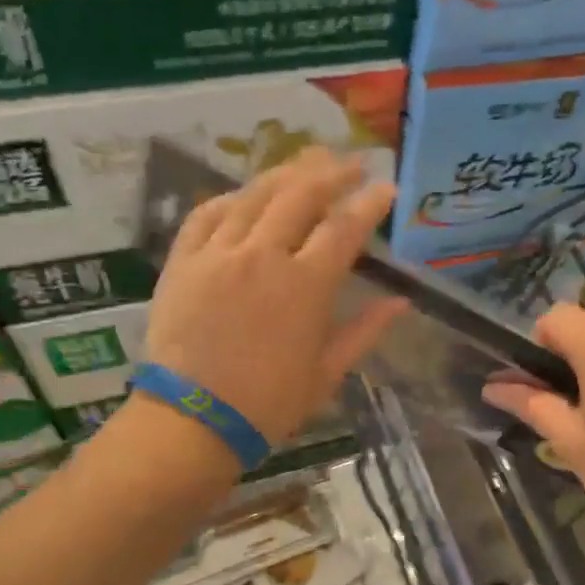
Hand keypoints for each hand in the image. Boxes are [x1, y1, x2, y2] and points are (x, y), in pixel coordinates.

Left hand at [145, 147, 406, 444]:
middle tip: (351, 163)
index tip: (386, 188)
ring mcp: (218, 254)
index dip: (369, 203)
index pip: (344, 228)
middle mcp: (263, 257)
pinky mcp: (183, 261)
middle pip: (301, 196)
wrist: (192, 421)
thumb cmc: (268, 405)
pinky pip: (207, 213)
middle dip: (331, 173)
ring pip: (255, 195)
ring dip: (285, 174)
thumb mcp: (326, 372)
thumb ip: (365, 331)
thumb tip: (402, 302)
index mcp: (305, 287)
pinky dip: (231, 197)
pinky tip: (246, 194)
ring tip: (307, 162)